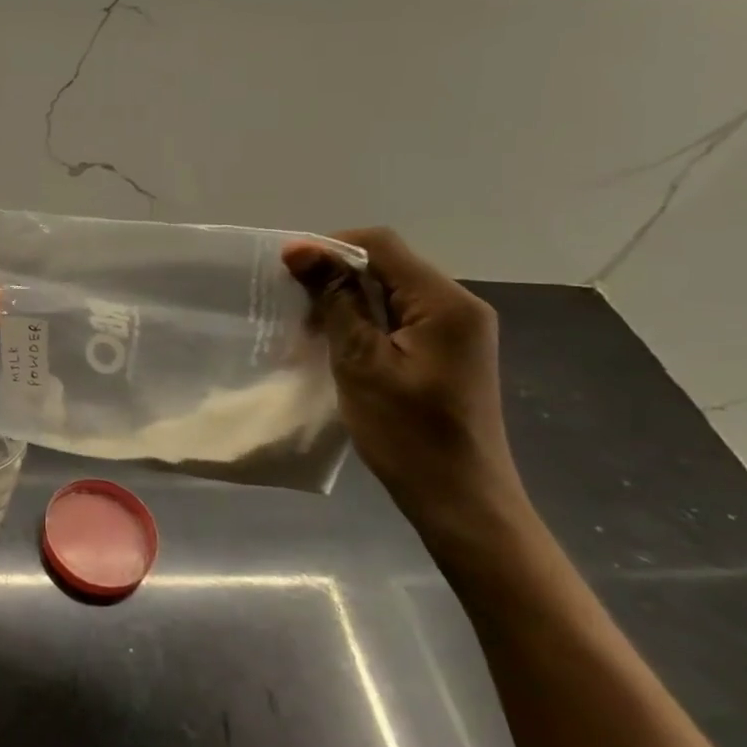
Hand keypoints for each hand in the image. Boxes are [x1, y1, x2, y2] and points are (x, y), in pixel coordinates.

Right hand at [281, 228, 526, 522]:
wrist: (461, 500)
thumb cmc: (408, 434)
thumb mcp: (361, 363)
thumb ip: (335, 301)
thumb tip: (300, 249)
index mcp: (445, 303)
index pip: (382, 245)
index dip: (329, 247)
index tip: (285, 269)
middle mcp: (458, 306)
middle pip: (387, 266)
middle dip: (335, 277)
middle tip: (291, 305)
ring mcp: (456, 330)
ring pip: (390, 293)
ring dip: (346, 302)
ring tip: (306, 329)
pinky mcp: (446, 352)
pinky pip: (398, 319)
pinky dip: (364, 323)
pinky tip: (336, 345)